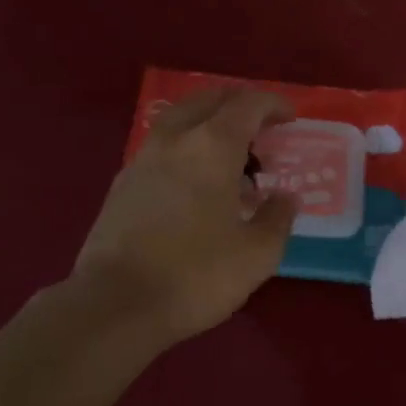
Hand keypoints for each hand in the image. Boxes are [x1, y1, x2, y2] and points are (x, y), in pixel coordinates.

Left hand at [75, 89, 297, 345]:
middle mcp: (174, 140)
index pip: (247, 104)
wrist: (115, 305)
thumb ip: (277, 218)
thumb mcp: (257, 254)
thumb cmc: (196, 275)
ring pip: (180, 120)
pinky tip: (195, 184)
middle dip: (239, 105)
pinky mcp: (122, 184)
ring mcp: (142, 159)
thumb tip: (285, 197)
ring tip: (230, 159)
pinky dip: (186, 148)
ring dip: (209, 125)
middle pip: (209, 100)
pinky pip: (162, 147)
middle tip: (261, 129)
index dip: (273, 105)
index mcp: (212, 146)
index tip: (290, 117)